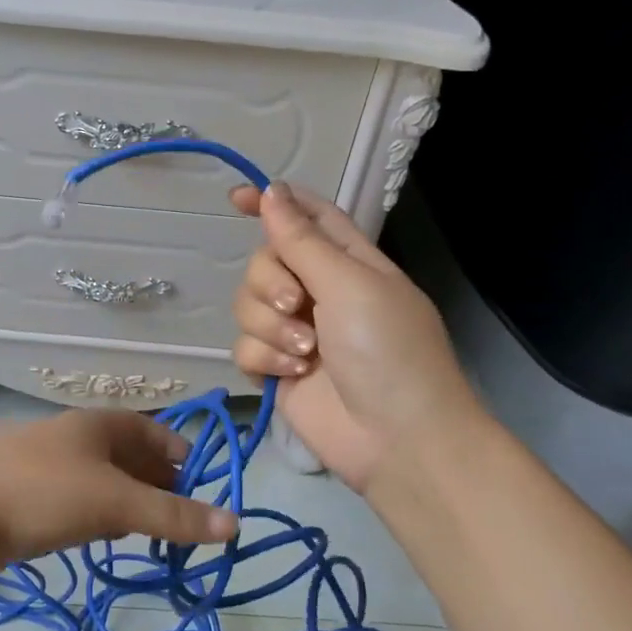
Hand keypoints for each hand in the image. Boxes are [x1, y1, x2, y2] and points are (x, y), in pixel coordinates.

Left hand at [0, 410, 238, 578]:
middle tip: (182, 520)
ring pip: (102, 481)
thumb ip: (173, 515)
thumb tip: (235, 524)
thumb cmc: (42, 495)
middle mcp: (73, 438)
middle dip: (158, 483)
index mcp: (96, 424)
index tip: (202, 488)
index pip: (152, 431)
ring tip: (149, 533)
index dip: (180, 455)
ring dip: (128, 503)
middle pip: (128, 455)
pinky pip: (76, 501)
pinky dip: (98, 516)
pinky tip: (102, 538)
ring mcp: (47, 467)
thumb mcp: (114, 503)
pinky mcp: (26, 498)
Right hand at [229, 181, 482, 491]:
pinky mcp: (276, 369)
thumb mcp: (349, 284)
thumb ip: (302, 240)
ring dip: (271, 327)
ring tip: (305, 353)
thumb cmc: (387, 351)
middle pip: (264, 261)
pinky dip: (265, 359)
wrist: (395, 439)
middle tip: (296, 305)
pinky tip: (293, 375)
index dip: (273, 203)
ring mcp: (295, 332)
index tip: (235, 199)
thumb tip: (271, 191)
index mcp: (347, 261)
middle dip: (270, 282)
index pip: (306, 217)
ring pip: (247, 305)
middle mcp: (319, 291)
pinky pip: (244, 346)